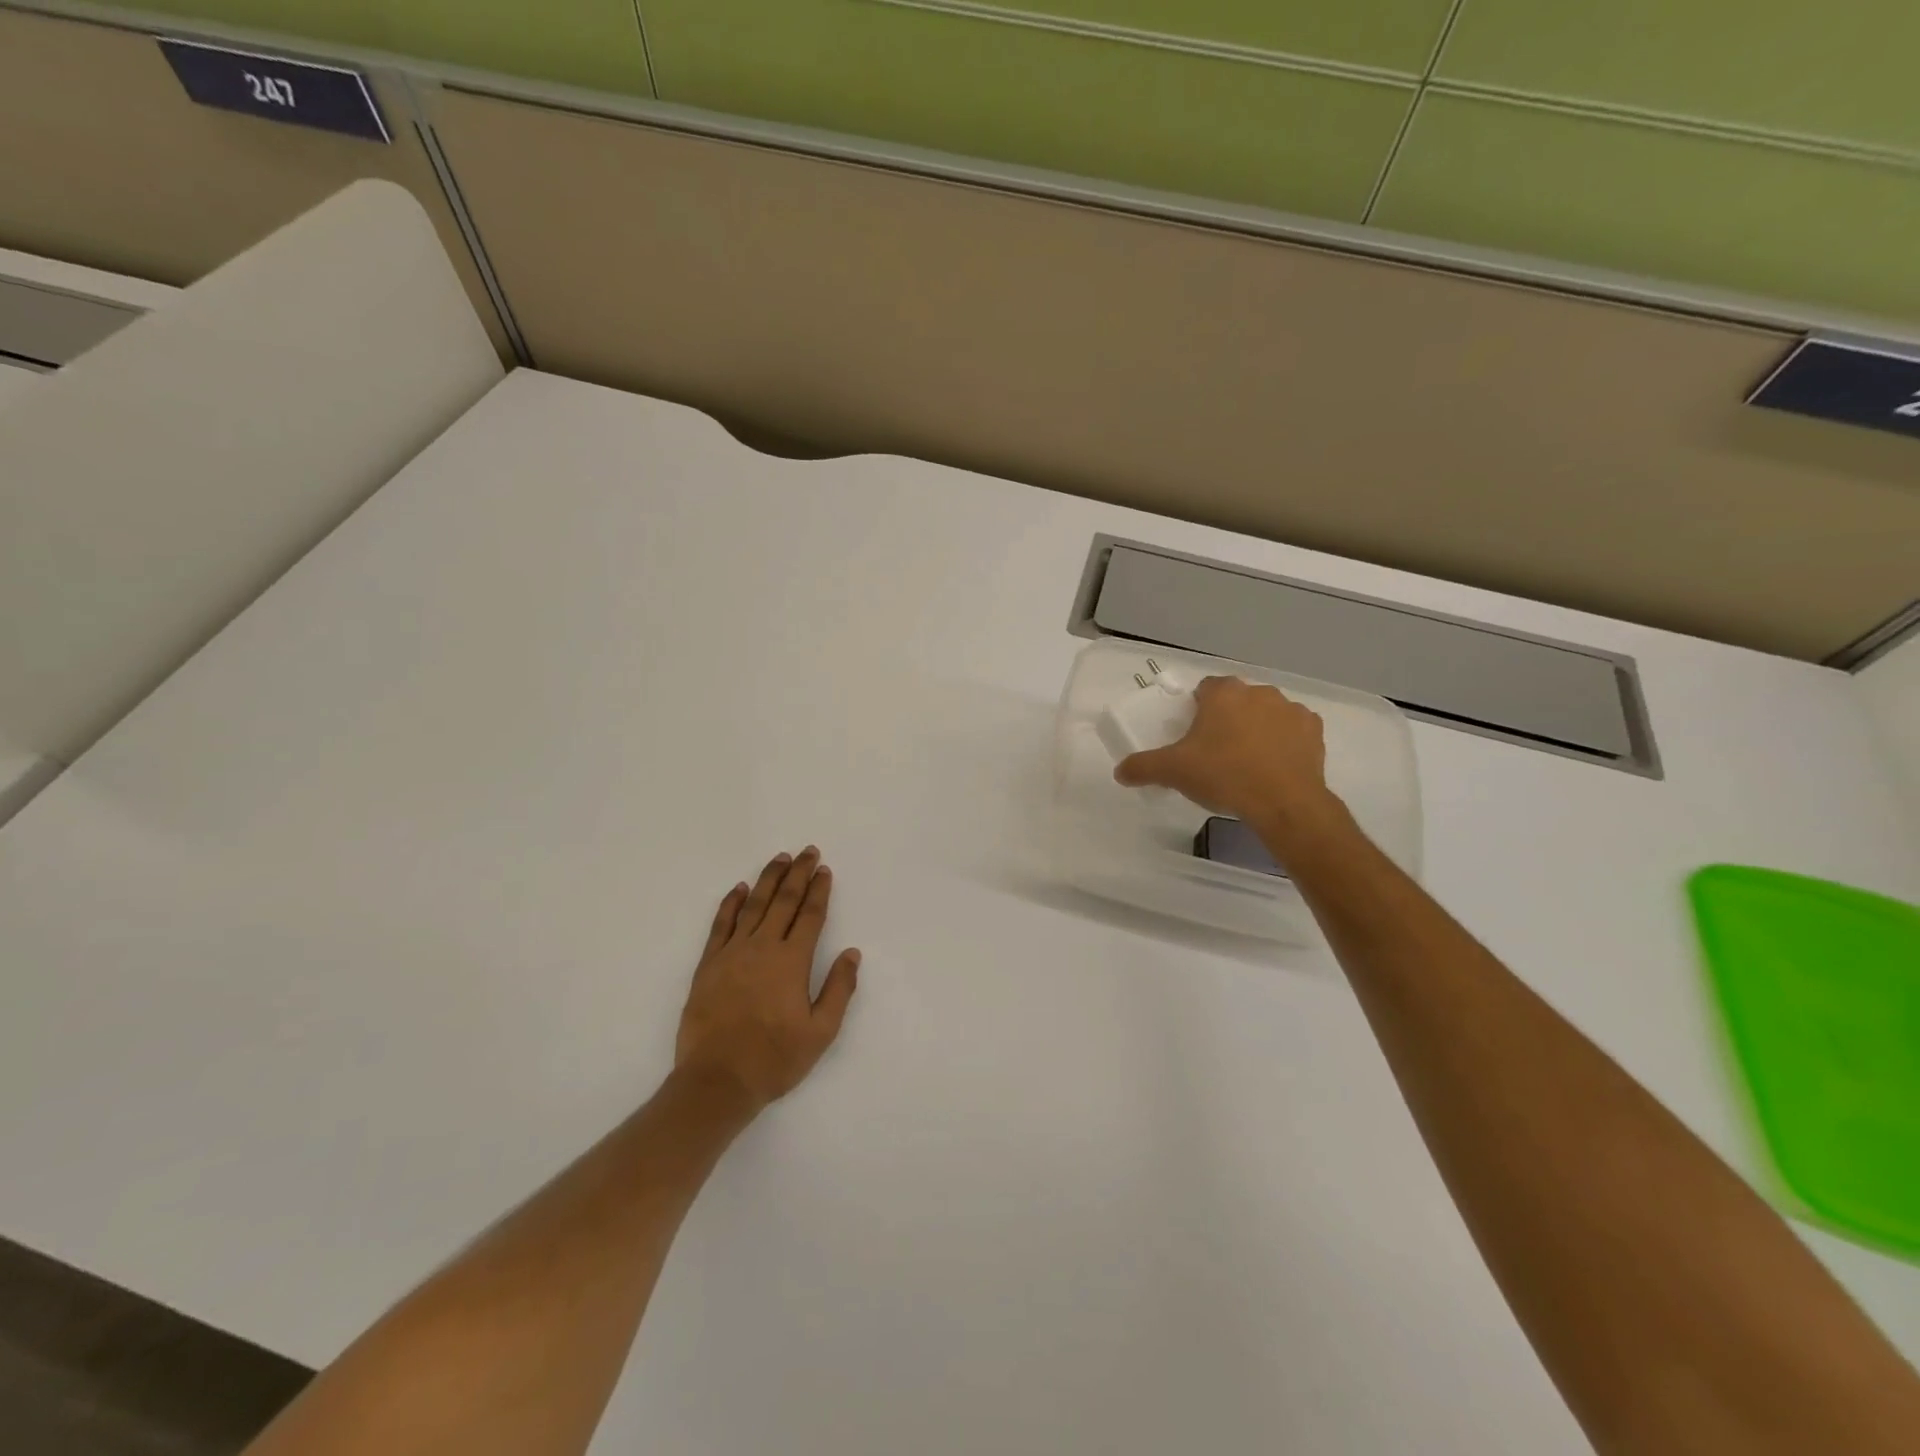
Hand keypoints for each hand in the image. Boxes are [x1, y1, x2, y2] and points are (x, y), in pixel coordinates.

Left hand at [675, 848, 860, 1109]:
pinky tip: (739, 888)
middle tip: (807, 851)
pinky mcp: (708, 964)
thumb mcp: (820, 1032)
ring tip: (780, 858)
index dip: (819, 890)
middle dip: (798, 873)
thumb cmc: (775, 1059)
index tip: (824, 870)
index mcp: (792, 961)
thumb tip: (852, 954)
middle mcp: (763, 947)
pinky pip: (721, 924)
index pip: (810, 916)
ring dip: (768, 879)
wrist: (717, 1080)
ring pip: (753, 905)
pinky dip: (731, 903)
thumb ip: (838, 989)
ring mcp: (732, 953)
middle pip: (784, 901)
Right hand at [1114, 676, 1344, 850]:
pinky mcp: (1314, 730)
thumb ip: (1142, 767)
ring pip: (1266, 713)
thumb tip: (1119, 771)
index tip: (1193, 734)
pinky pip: (1293, 730)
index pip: (1205, 689)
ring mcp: (1290, 709)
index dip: (1197, 709)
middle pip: (1236, 700)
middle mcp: (1258, 692)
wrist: (1283, 802)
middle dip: (1227, 718)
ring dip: (1257, 728)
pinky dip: (1285, 742)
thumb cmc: (1223, 775)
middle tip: (1216, 751)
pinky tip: (1275, 766)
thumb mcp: (1172, 771)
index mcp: (1223, 694)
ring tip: (1247, 762)